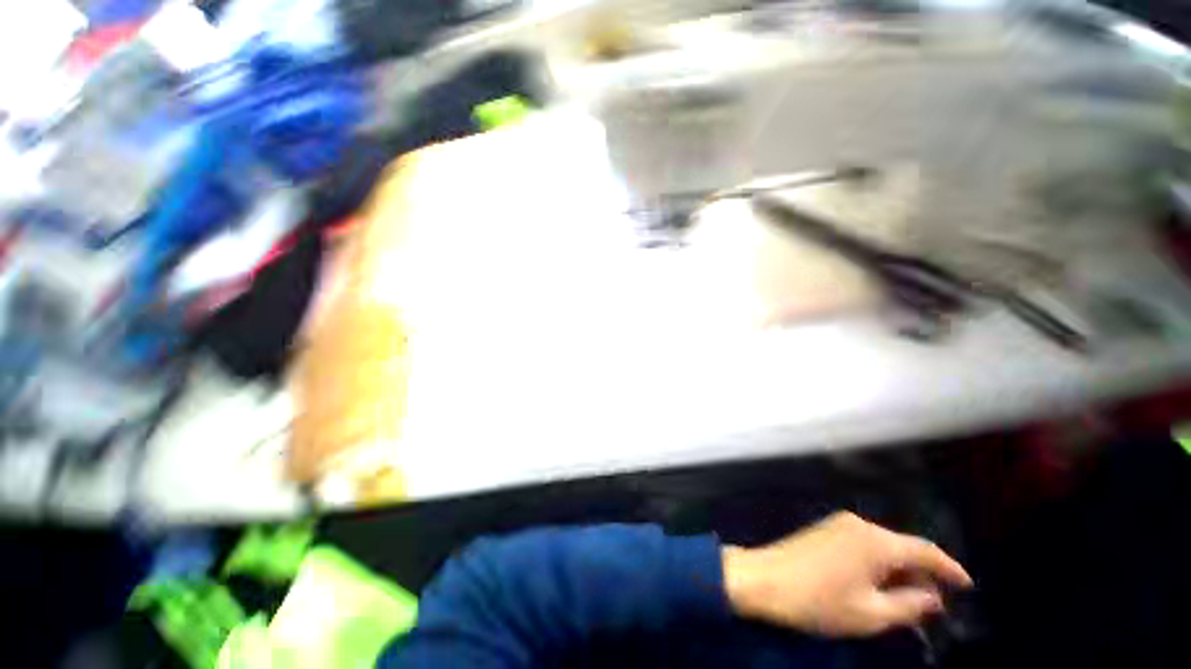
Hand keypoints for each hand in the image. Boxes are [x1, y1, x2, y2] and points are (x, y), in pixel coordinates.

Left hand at [722, 511, 972, 636]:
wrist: (764, 578)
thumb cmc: (818, 601)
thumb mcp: (871, 614)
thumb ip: (909, 605)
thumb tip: (934, 597)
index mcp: (875, 541)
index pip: (925, 549)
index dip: (950, 567)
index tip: (968, 586)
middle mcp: (859, 524)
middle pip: (903, 546)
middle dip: (923, 573)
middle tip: (936, 603)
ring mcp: (839, 524)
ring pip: (883, 545)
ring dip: (900, 569)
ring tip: (911, 599)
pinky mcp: (825, 529)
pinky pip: (864, 544)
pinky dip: (879, 563)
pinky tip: (880, 584)